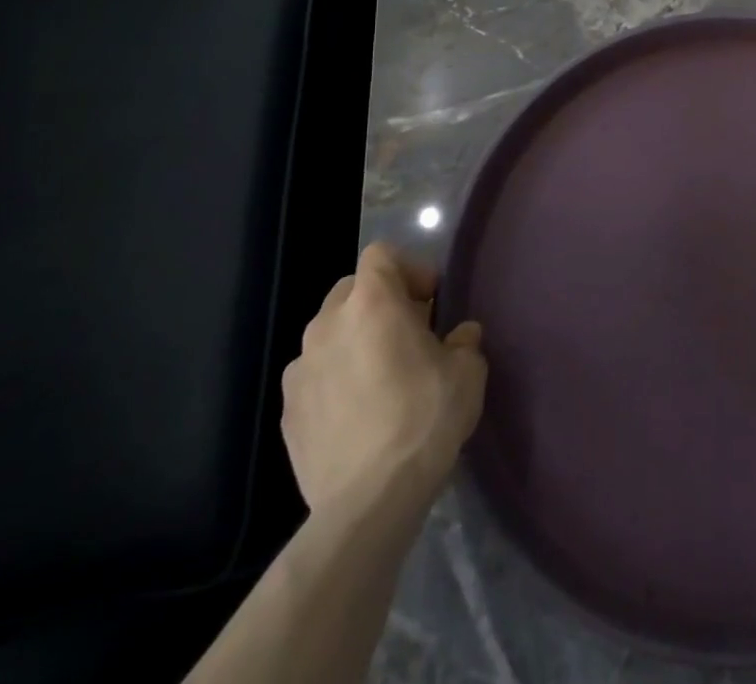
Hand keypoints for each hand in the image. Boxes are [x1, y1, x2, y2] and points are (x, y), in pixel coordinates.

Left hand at [281, 242, 487, 524]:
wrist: (368, 501)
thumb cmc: (424, 418)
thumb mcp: (468, 371)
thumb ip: (464, 342)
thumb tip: (459, 337)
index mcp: (372, 304)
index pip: (382, 255)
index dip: (409, 269)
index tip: (431, 301)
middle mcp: (327, 325)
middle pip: (352, 289)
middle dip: (380, 303)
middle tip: (410, 334)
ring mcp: (299, 370)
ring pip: (329, 334)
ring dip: (355, 341)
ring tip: (381, 377)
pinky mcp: (287, 412)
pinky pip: (315, 376)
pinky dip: (335, 380)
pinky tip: (358, 413)